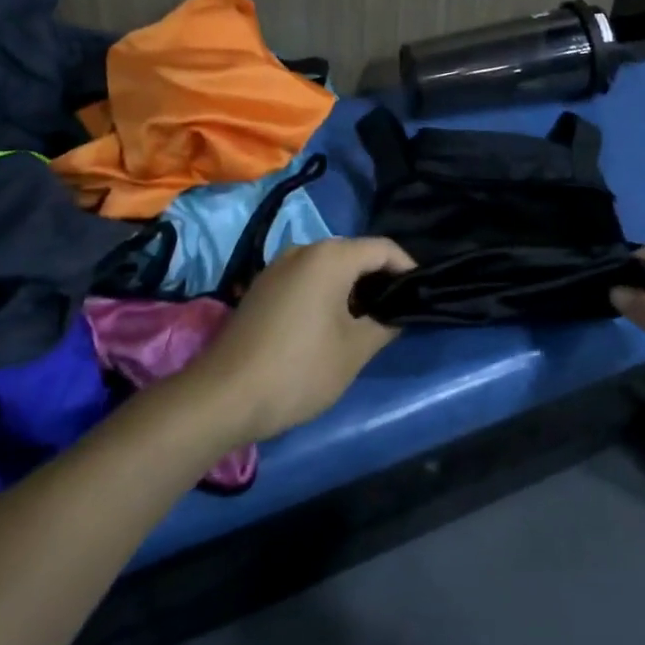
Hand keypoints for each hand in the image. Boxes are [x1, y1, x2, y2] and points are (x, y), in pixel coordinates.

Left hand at [189, 237, 413, 444]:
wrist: (223, 396)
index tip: (421, 295)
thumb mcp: (355, 350)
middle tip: (397, 312)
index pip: (383, 248)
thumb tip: (396, 313)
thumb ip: (385, 324)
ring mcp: (277, 267)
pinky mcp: (261, 288)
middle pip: (355, 254)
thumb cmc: (299, 369)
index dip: (408, 268)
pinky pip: (306, 279)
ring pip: (329, 267)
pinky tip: (330, 326)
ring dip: (352, 288)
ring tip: (368, 322)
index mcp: (330, 256)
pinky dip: (326, 294)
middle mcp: (303, 250)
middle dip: (379, 279)